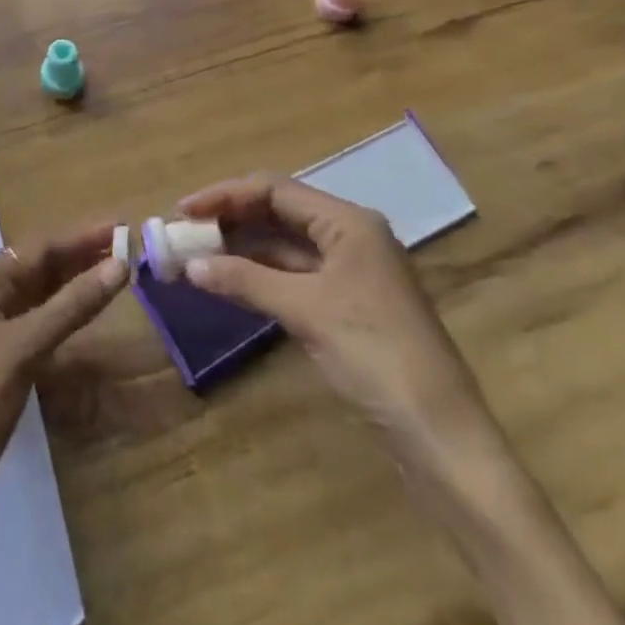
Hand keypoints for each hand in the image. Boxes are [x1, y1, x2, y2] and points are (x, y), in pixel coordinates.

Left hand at [0, 229, 127, 599]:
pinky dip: (66, 315)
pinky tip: (88, 314)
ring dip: (75, 283)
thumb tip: (119, 265)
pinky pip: (39, 324)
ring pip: (40, 295)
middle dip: (80, 255)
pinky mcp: (1, 366)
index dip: (80, 235)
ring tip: (116, 272)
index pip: (37, 247)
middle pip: (38, 266)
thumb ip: (71, 305)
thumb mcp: (23, 348)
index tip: (120, 226)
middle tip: (126, 247)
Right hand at [177, 173, 484, 453]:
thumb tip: (192, 265)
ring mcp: (351, 269)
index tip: (183, 210)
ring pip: (285, 243)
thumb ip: (247, 280)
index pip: (275, 189)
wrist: (441, 435)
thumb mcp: (306, 311)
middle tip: (184, 231)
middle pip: (280, 211)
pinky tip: (231, 280)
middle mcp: (350, 233)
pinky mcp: (348, 301)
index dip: (225, 195)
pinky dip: (262, 273)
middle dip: (231, 218)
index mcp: (348, 220)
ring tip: (197, 253)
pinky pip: (295, 272)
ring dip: (243, 246)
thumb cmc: (374, 354)